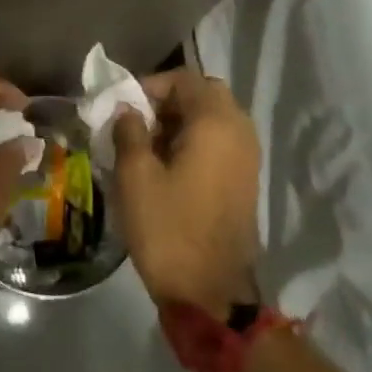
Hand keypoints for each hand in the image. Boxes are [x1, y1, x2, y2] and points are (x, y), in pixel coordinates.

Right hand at [111, 69, 261, 317]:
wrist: (211, 291)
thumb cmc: (168, 229)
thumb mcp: (135, 177)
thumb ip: (129, 132)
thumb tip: (128, 110)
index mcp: (215, 123)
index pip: (184, 79)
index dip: (150, 86)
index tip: (123, 108)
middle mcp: (239, 131)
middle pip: (204, 94)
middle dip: (168, 101)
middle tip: (136, 124)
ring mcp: (247, 157)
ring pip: (214, 118)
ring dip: (181, 122)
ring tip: (146, 146)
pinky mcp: (246, 179)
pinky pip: (221, 142)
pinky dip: (195, 141)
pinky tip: (167, 166)